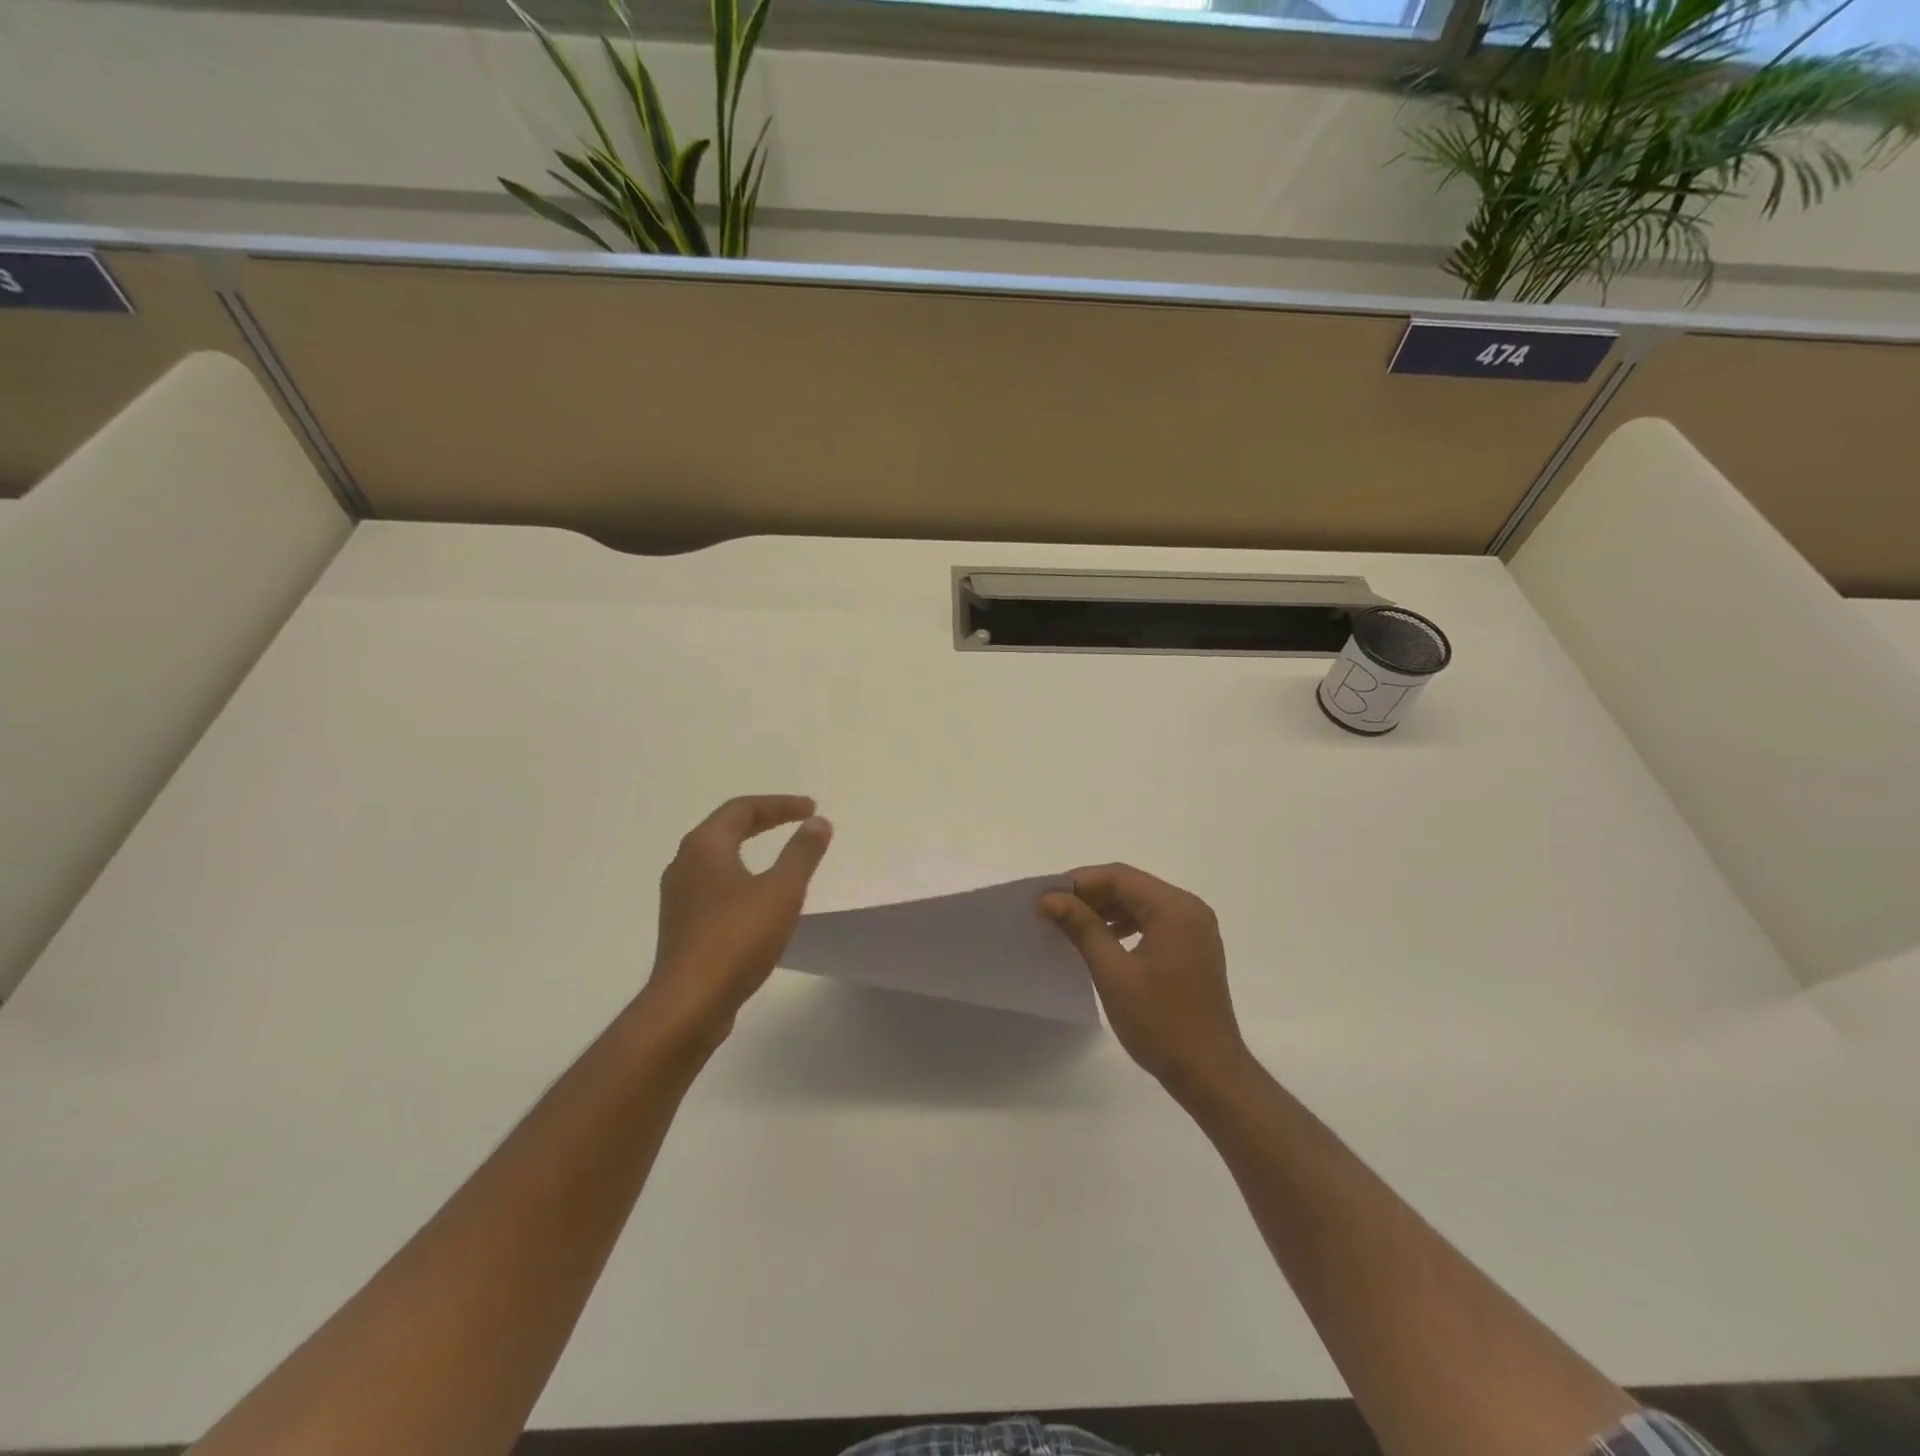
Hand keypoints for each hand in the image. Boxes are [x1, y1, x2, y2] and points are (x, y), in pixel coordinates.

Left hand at [642, 795, 832, 1047]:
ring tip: (780, 857)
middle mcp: (684, 864)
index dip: (779, 804)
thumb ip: (802, 853)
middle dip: (764, 821)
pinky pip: (715, 886)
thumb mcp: (782, 890)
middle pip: (726, 829)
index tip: (811, 809)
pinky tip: (758, 899)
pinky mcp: (682, 926)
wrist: (689, 1003)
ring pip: (718, 859)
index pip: (742, 809)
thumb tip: (817, 823)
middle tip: (798, 821)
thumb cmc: (737, 938)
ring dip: (750, 850)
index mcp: (704, 846)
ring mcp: (679, 897)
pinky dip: (741, 878)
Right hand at [1040, 865, 1250, 1098]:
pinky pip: (1153, 922)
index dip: (1078, 882)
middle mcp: (1189, 908)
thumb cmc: (1160, 1022)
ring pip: (1140, 903)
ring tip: (1069, 925)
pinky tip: (1101, 940)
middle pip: (1131, 886)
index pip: (1119, 877)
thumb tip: (1048, 898)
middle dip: (1090, 895)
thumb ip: (1082, 927)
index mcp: (1175, 908)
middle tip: (1052, 911)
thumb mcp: (1113, 972)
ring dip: (1105, 910)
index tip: (1045, 898)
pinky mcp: (1193, 947)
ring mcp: (1195, 928)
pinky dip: (1125, 925)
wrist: (1209, 1073)